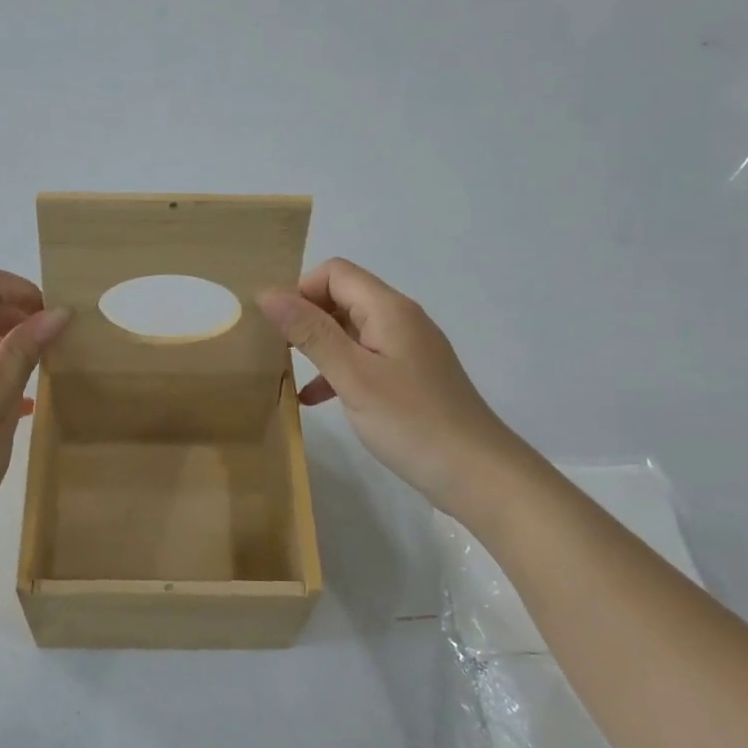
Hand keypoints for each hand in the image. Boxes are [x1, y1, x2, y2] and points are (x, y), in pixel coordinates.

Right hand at [259, 258, 521, 512]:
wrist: (478, 474)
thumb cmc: (411, 422)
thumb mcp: (353, 376)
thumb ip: (311, 333)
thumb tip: (268, 294)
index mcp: (389, 309)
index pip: (335, 272)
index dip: (301, 290)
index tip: (278, 328)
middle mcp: (401, 319)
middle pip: (343, 297)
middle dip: (306, 317)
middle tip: (276, 352)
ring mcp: (408, 349)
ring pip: (351, 331)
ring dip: (318, 346)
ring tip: (287, 373)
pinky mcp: (410, 377)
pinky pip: (365, 359)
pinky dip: (338, 370)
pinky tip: (315, 400)